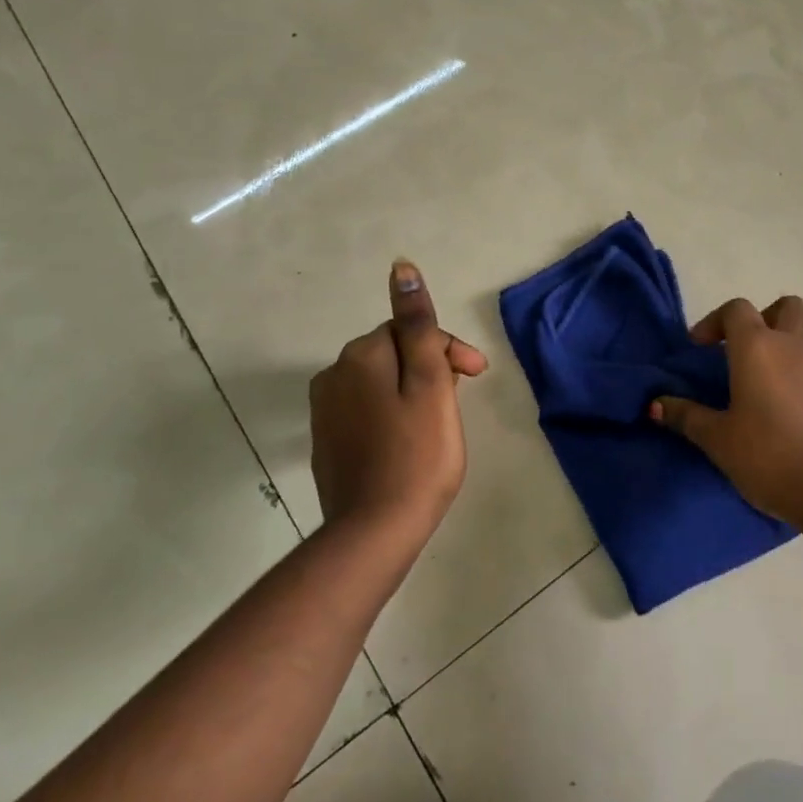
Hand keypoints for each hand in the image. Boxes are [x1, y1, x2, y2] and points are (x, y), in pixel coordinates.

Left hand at [309, 261, 487, 540]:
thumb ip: (418, 325)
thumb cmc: (417, 454)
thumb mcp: (429, 383)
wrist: (374, 533)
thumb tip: (401, 268)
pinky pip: (365, 411)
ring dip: (412, 391)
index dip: (448, 350)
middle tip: (459, 402)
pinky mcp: (326, 442)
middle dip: (430, 368)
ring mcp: (325, 411)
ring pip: (381, 383)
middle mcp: (334, 375)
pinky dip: (391, 416)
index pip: (411, 331)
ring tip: (439, 423)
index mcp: (360, 356)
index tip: (477, 377)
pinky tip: (409, 442)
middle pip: (394, 354)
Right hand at [650, 296, 802, 527]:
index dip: (714, 322)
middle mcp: (794, 346)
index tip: (700, 349)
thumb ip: (686, 415)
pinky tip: (787, 410)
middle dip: (763, 318)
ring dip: (783, 348)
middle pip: (785, 307)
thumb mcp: (717, 438)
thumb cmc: (767, 455)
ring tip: (762, 385)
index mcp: (758, 346)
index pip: (736, 309)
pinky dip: (801, 375)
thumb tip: (655, 405)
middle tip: (742, 350)